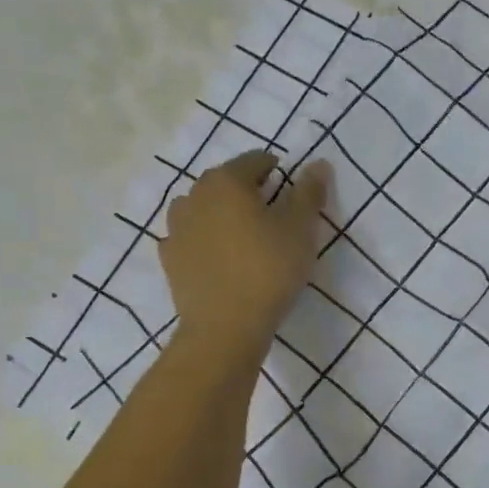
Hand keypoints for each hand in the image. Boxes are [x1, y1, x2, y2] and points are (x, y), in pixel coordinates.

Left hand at [160, 151, 331, 362]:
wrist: (225, 327)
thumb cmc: (269, 270)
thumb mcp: (301, 230)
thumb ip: (309, 193)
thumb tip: (318, 163)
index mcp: (227, 181)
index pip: (255, 160)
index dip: (277, 170)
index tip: (292, 191)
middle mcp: (195, 195)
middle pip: (225, 182)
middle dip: (247, 191)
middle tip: (272, 215)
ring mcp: (176, 227)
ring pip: (203, 208)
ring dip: (222, 213)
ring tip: (243, 236)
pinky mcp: (169, 258)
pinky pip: (190, 237)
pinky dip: (204, 239)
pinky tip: (219, 257)